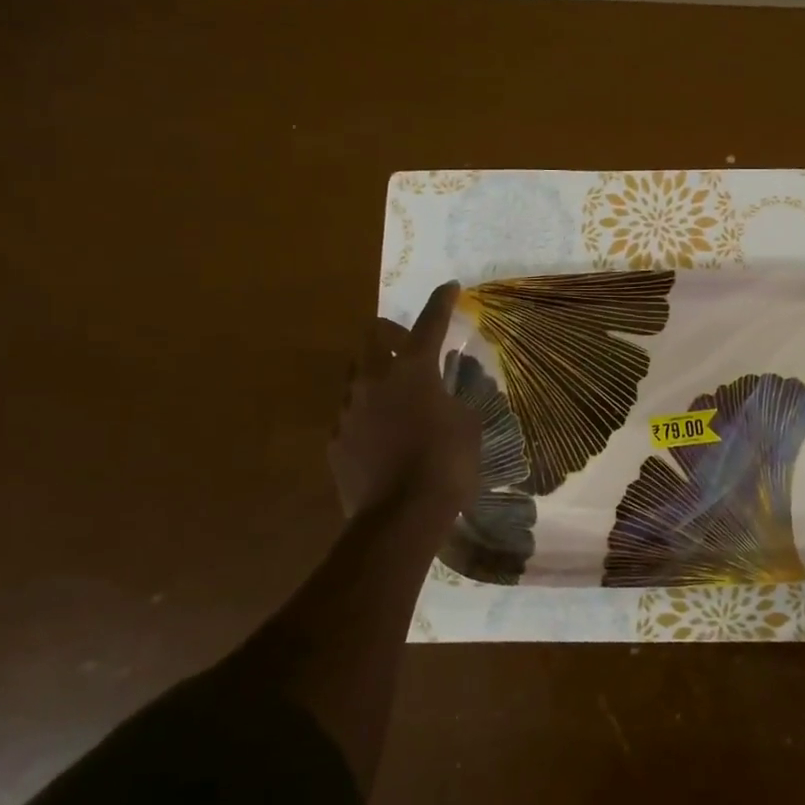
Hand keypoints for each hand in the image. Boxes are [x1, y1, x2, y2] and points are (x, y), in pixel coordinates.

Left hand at [329, 281, 480, 524]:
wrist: (399, 518)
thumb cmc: (445, 464)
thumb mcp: (468, 425)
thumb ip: (455, 399)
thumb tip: (446, 396)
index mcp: (413, 370)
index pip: (430, 323)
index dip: (442, 302)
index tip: (450, 287)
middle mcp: (374, 379)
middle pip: (374, 335)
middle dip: (392, 331)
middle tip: (409, 344)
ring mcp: (348, 409)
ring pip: (357, 373)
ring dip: (376, 372)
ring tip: (394, 393)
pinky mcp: (335, 439)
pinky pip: (349, 412)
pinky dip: (366, 412)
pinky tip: (381, 433)